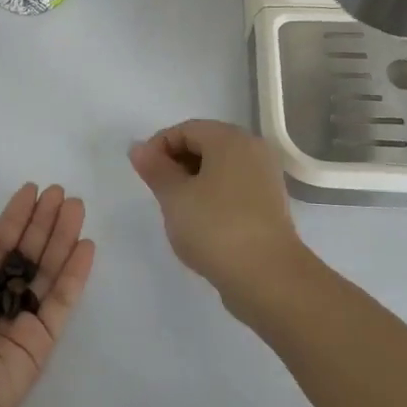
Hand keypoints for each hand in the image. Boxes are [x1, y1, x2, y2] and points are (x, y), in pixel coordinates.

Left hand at [0, 184, 95, 406]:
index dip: (13, 218)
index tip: (30, 190)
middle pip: (24, 253)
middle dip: (41, 222)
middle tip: (60, 192)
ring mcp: (17, 321)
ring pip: (45, 272)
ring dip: (61, 238)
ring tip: (76, 206)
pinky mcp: (39, 343)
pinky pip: (60, 303)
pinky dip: (74, 275)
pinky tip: (85, 246)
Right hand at [129, 119, 305, 318]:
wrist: (268, 277)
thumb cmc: (215, 227)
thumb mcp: (174, 196)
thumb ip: (155, 168)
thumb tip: (138, 148)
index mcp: (231, 140)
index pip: (185, 129)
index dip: (158, 147)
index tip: (144, 175)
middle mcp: (253, 150)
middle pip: (205, 144)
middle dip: (176, 163)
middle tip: (158, 192)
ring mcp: (265, 178)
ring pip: (219, 168)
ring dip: (193, 181)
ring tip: (177, 210)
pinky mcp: (268, 204)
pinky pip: (233, 187)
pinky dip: (212, 196)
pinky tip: (200, 222)